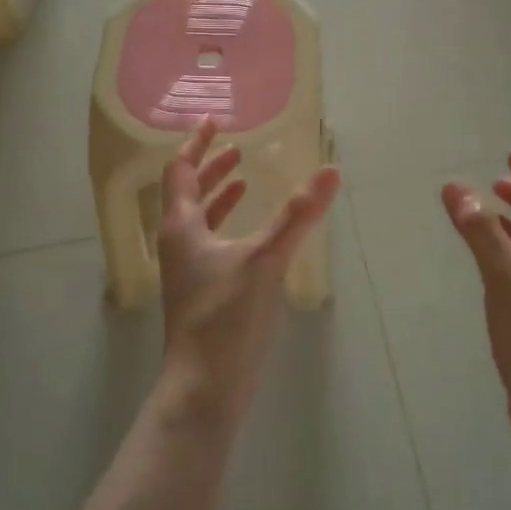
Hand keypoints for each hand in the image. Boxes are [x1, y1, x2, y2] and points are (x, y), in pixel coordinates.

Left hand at [156, 119, 341, 426]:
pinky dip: (229, 224)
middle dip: (211, 167)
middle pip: (188, 193)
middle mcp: (179, 243)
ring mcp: (189, 270)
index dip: (196, 143)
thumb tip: (331, 170)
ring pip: (200, 219)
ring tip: (244, 179)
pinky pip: (212, 242)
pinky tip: (254, 233)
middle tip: (236, 148)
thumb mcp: (265, 259)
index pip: (181, 171)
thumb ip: (298, 215)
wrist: (204, 388)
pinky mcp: (202, 292)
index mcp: (181, 227)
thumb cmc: (225, 318)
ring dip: (219, 195)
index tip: (214, 120)